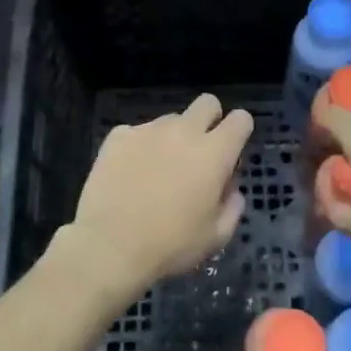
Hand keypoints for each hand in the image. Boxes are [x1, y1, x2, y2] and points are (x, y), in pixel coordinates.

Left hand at [55, 93, 253, 302]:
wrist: (110, 247)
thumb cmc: (171, 245)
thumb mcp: (217, 236)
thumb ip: (232, 205)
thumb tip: (229, 186)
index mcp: (214, 153)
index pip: (240, 119)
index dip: (240, 131)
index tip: (232, 152)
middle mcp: (184, 131)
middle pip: (207, 103)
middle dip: (210, 120)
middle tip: (199, 153)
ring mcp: (148, 130)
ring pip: (171, 120)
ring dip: (172, 138)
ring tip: (158, 170)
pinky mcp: (118, 136)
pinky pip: (137, 132)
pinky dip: (140, 147)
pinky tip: (131, 173)